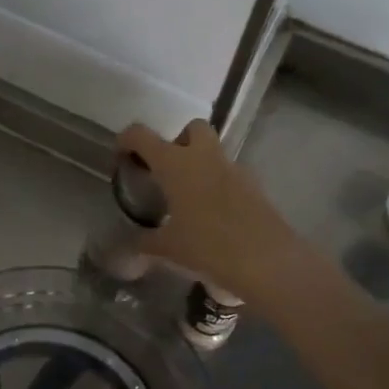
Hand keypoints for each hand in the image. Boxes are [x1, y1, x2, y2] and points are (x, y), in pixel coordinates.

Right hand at [116, 120, 303, 303]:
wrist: (267, 260)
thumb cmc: (208, 247)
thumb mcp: (168, 249)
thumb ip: (144, 245)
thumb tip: (128, 250)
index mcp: (176, 164)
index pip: (142, 136)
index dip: (127, 140)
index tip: (121, 156)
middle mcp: (205, 157)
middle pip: (192, 128)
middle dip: (179, 141)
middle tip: (167, 172)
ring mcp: (234, 169)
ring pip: (214, 152)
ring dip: (200, 165)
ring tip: (189, 200)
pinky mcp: (255, 186)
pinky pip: (231, 176)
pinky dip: (219, 186)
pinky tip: (214, 216)